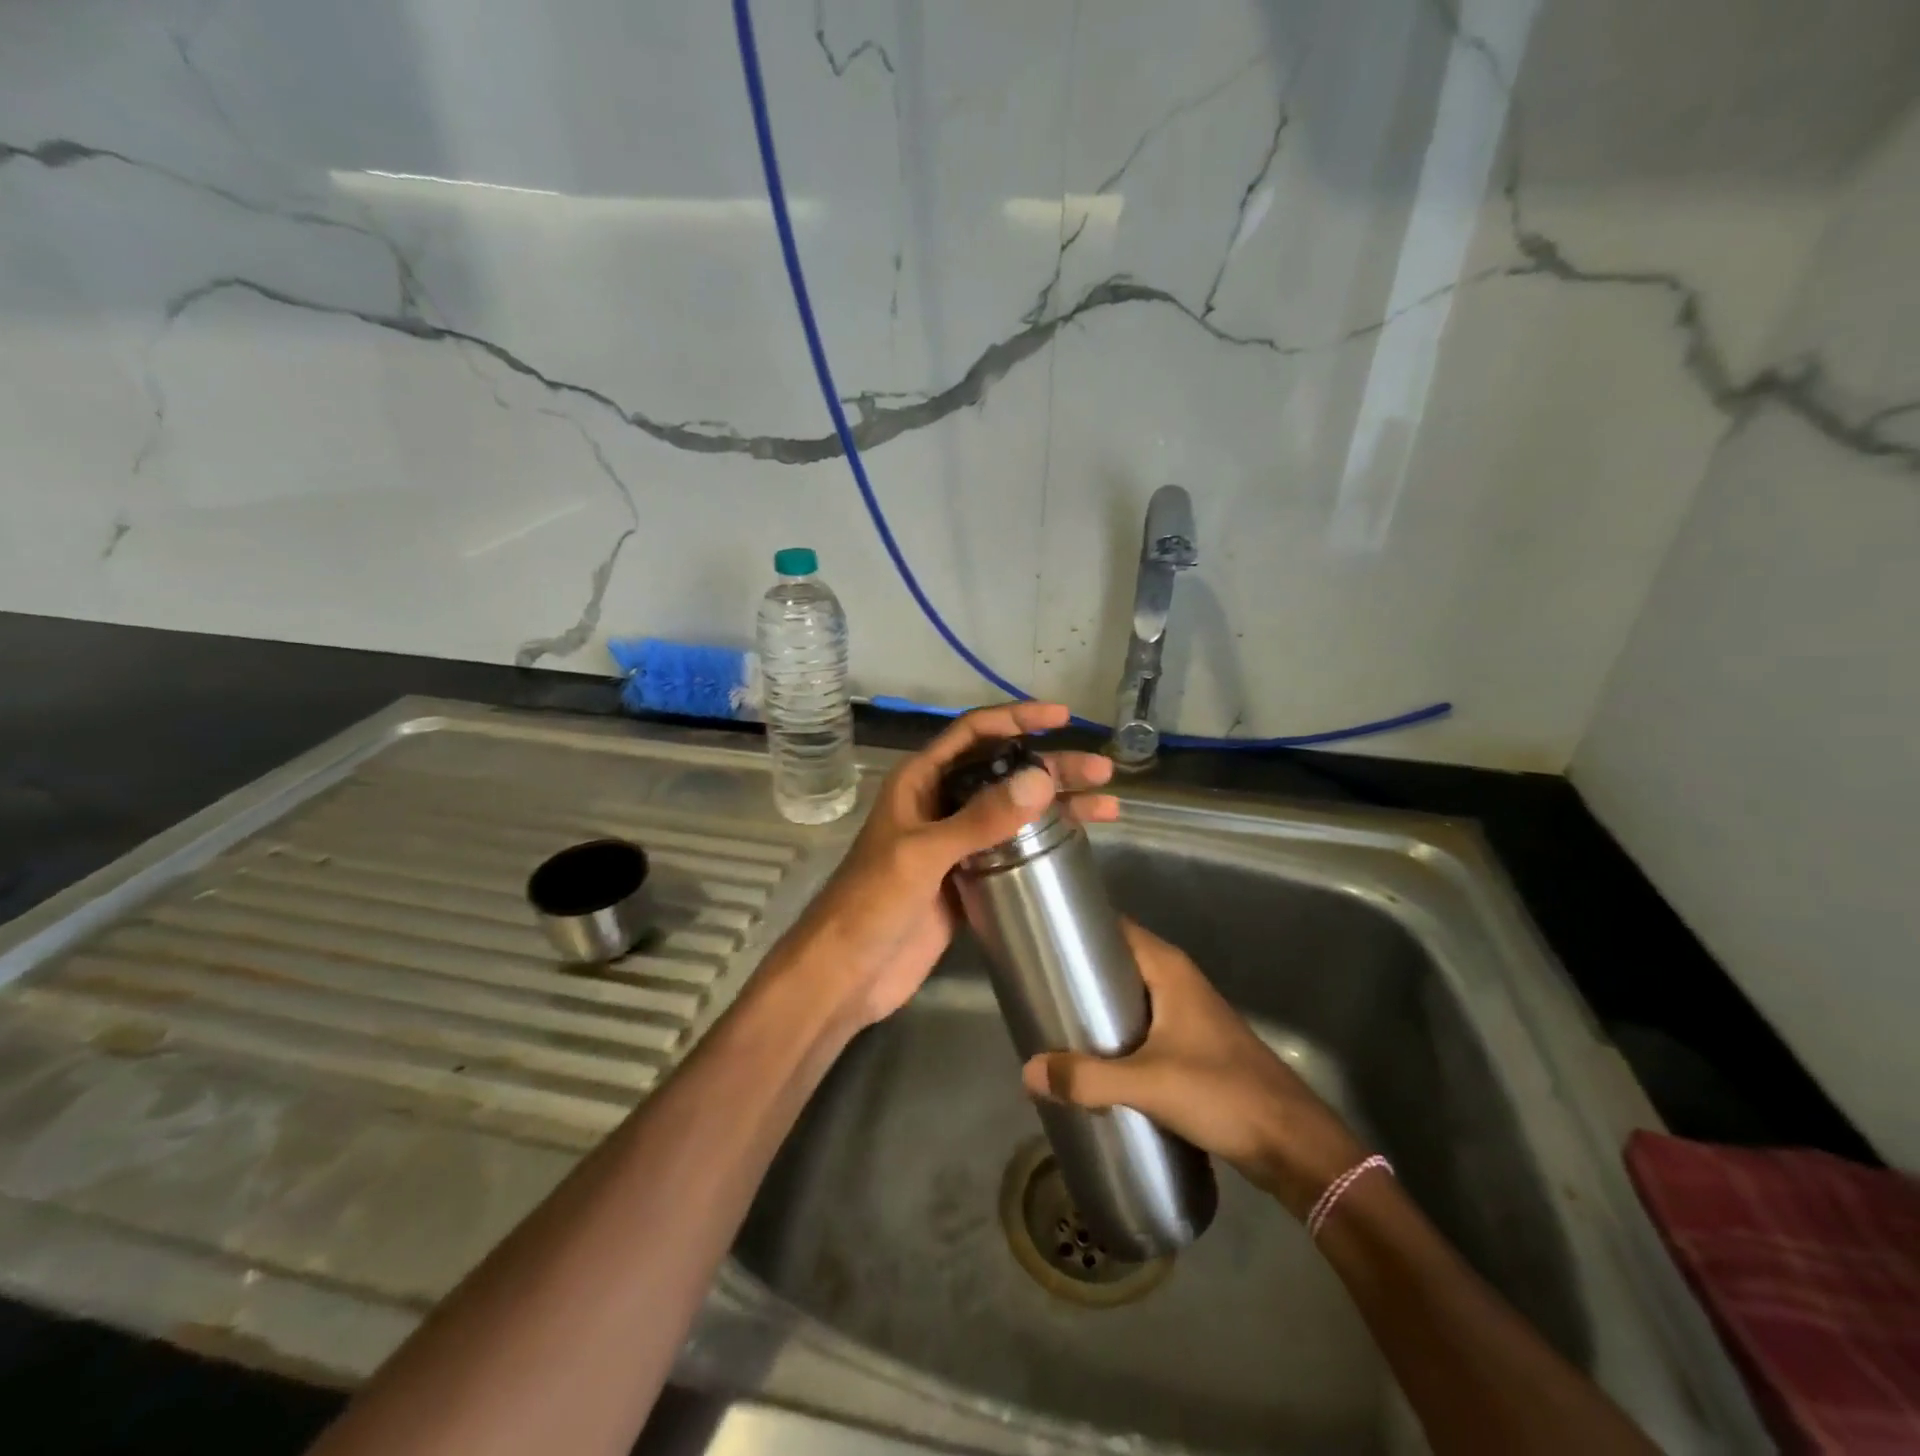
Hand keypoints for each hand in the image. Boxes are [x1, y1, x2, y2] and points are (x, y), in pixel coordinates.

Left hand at [771, 701, 1117, 1028]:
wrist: (847, 973)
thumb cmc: (872, 903)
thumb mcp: (923, 855)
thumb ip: (980, 819)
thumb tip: (1042, 778)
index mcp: (919, 781)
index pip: (973, 734)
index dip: (1016, 719)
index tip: (1061, 717)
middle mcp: (939, 803)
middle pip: (1002, 772)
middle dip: (1051, 768)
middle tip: (1101, 772)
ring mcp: (954, 843)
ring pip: (1012, 811)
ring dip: (1056, 805)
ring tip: (1107, 804)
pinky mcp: (966, 879)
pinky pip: (1010, 849)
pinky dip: (1042, 843)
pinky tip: (1076, 841)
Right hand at [1021, 920, 1368, 1219]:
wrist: (1291, 1144)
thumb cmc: (1222, 1093)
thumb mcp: (1148, 1084)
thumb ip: (1087, 1078)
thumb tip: (1028, 1071)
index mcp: (1169, 970)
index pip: (1117, 929)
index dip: (1080, 928)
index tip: (1041, 938)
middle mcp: (1178, 982)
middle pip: (1119, 963)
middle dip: (1080, 973)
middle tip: (1037, 986)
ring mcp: (1188, 1015)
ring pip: (1131, 998)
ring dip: (1098, 1008)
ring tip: (1055, 1021)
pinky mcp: (1193, 1047)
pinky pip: (1143, 1028)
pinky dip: (1117, 1035)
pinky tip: (1093, 1059)